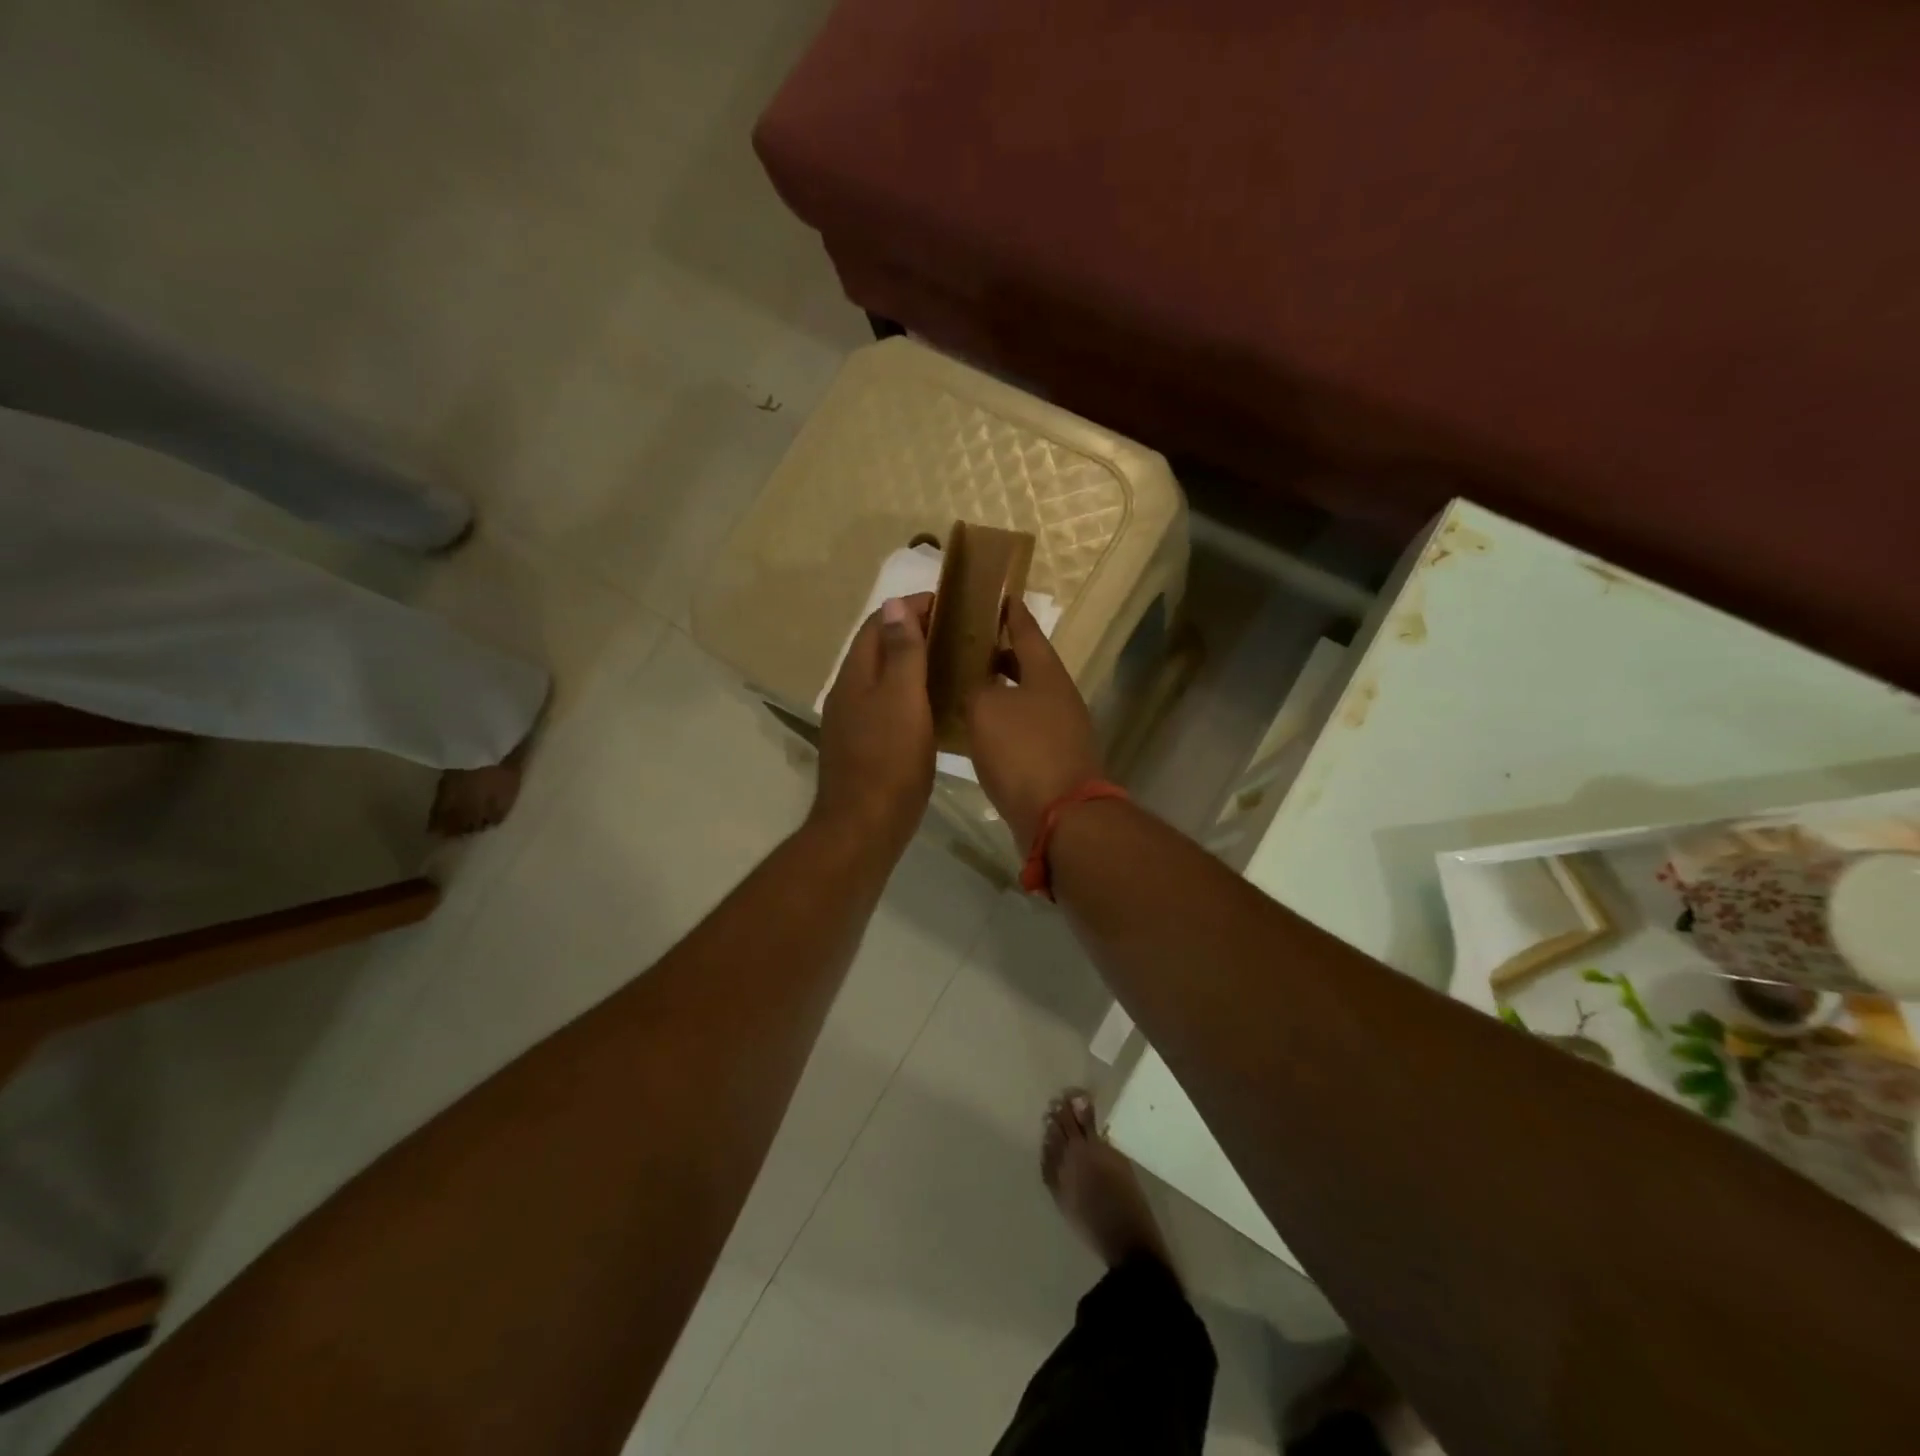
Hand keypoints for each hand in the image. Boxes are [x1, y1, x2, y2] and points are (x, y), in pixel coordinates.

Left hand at [811, 593, 935, 856]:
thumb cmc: (889, 760)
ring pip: (884, 679)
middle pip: (879, 649)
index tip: (949, 605)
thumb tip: (894, 604)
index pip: (879, 624)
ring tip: (953, 664)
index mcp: (856, 675)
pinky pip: (888, 706)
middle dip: (914, 633)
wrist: (864, 826)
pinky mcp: (865, 747)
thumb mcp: (902, 700)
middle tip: (958, 634)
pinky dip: (911, 695)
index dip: (911, 608)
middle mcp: (849, 692)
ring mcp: (854, 722)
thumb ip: (901, 652)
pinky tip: (936, 707)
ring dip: (913, 665)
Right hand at [965, 599, 1102, 848]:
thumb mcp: (985, 709)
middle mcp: (1058, 696)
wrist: (1060, 817)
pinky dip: (1000, 722)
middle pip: (1026, 664)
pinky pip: (1022, 728)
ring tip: (961, 685)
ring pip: (1023, 697)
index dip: (1009, 611)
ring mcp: (1060, 729)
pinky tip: (974, 730)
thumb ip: (973, 686)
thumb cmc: (1023, 752)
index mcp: (1046, 673)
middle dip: (996, 653)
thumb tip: (973, 683)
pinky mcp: (1053, 759)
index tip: (995, 595)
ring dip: (997, 690)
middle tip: (962, 644)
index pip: (1026, 629)